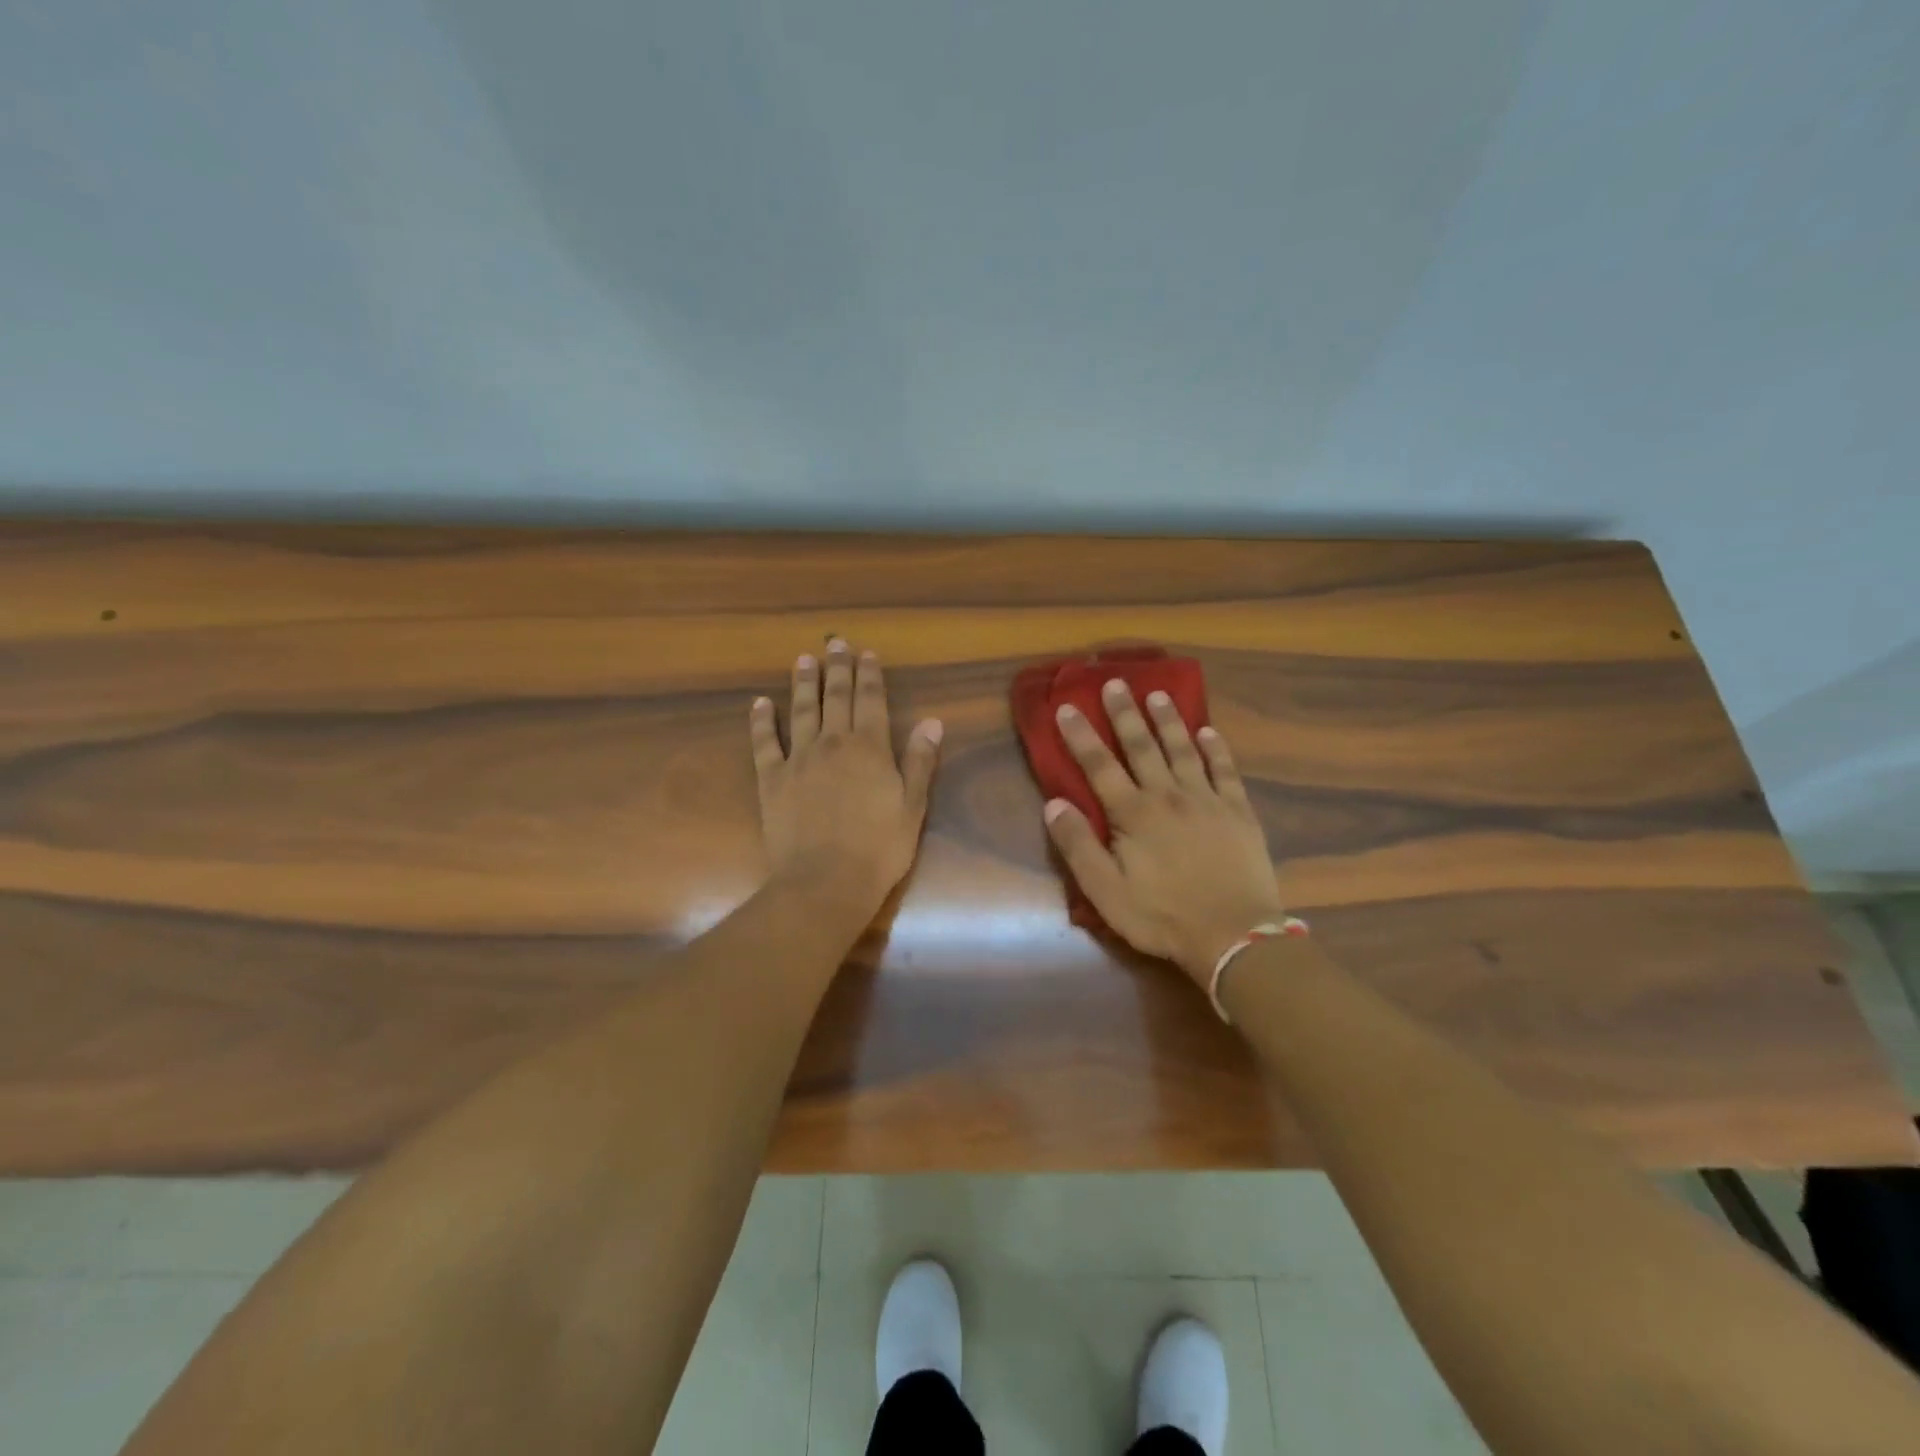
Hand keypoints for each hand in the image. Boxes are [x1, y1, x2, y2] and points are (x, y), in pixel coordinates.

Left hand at [751, 639, 941, 917]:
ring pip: (801, 710)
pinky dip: (761, 720)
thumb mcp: (912, 806)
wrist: (826, 881)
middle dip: (837, 668)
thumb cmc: (879, 848)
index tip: (867, 653)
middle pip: (835, 696)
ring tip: (804, 660)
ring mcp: (799, 759)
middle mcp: (833, 743)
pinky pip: (764, 742)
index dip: (870, 675)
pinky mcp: (771, 779)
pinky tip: (760, 703)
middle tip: (835, 643)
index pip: (871, 700)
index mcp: (870, 748)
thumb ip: (920, 761)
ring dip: (803, 683)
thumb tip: (932, 720)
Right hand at [1044, 680, 1285, 985]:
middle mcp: (1168, 796)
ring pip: (1183, 750)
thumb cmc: (1163, 917)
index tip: (1067, 707)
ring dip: (1168, 721)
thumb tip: (1054, 804)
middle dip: (1125, 713)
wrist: (1234, 936)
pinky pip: (1225, 771)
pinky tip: (1209, 732)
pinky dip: (1216, 749)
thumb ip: (1078, 846)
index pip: (1099, 766)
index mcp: (1133, 814)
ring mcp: (1207, 800)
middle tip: (1115, 682)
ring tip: (1158, 694)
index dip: (1081, 736)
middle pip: (1142, 747)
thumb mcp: (1106, 892)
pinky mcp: (1238, 812)